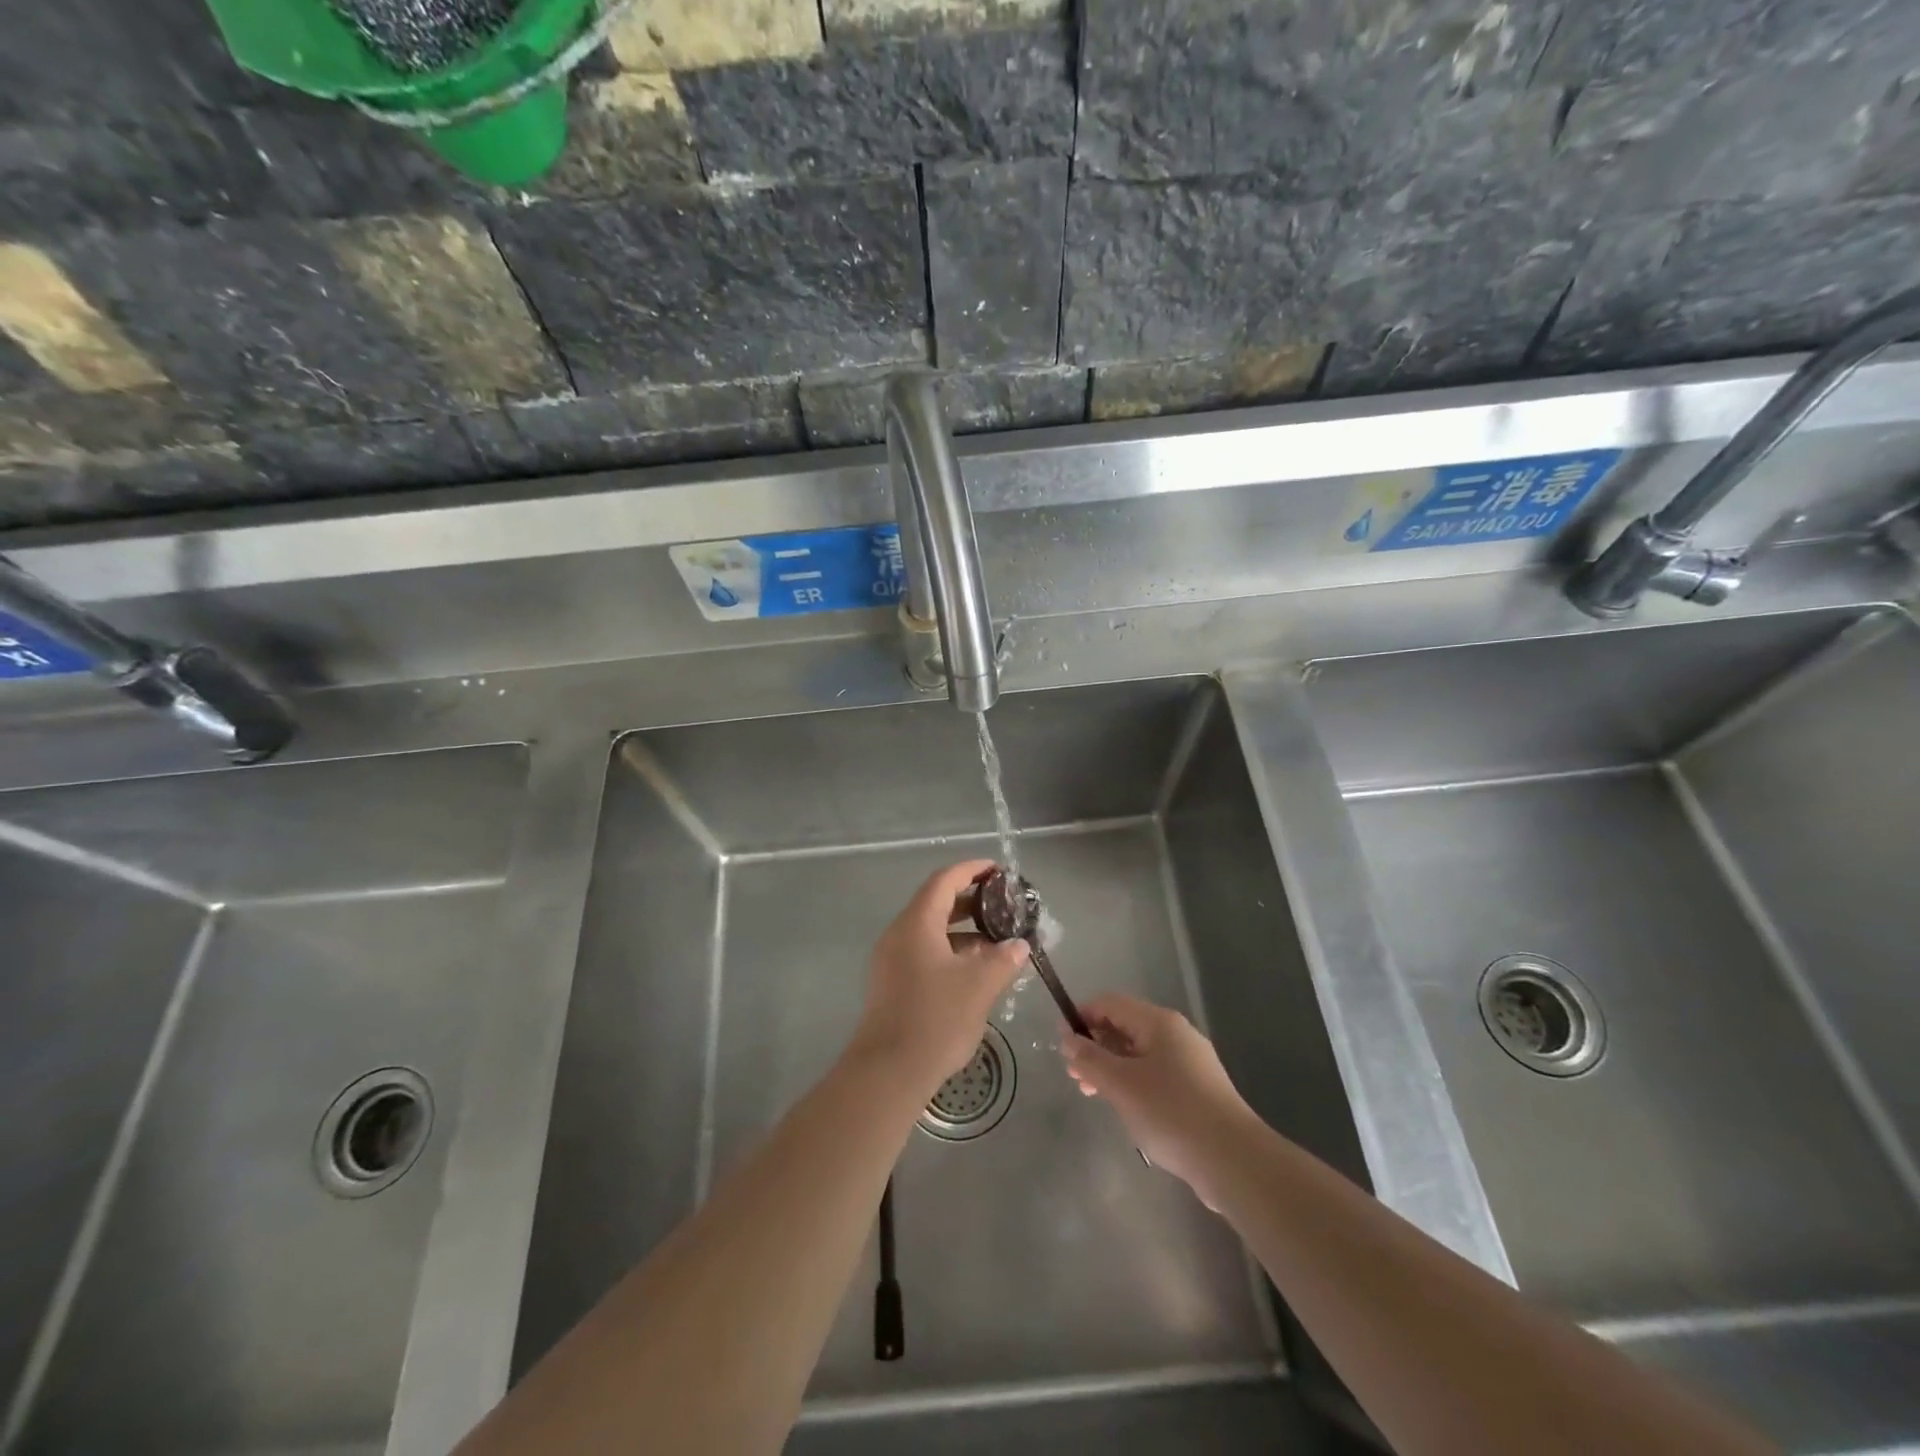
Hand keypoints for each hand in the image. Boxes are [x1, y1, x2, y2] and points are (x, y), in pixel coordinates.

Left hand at [850, 860, 1030, 1095]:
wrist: (888, 1072)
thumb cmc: (935, 1019)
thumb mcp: (979, 986)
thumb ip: (1003, 960)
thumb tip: (1019, 945)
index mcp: (916, 923)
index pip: (944, 881)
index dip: (972, 870)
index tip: (999, 871)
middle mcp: (899, 934)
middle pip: (935, 903)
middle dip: (971, 901)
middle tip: (1003, 906)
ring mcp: (891, 960)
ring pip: (930, 931)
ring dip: (963, 930)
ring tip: (997, 941)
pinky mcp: (892, 984)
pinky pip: (924, 952)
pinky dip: (950, 951)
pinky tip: (975, 970)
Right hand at [1061, 994, 1256, 1208]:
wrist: (1234, 1161)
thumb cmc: (1171, 1113)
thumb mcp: (1121, 1084)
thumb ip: (1090, 1059)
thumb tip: (1067, 1038)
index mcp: (1159, 1022)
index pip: (1110, 1003)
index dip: (1081, 1017)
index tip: (1062, 1046)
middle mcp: (1176, 1034)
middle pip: (1125, 1027)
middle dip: (1095, 1047)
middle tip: (1076, 1078)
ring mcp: (1190, 1063)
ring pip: (1139, 1054)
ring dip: (1111, 1068)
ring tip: (1094, 1095)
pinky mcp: (1198, 1091)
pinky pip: (1155, 1075)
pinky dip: (1133, 1084)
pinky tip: (1127, 1110)